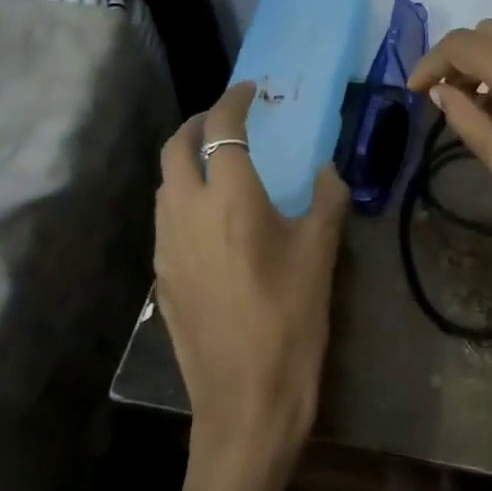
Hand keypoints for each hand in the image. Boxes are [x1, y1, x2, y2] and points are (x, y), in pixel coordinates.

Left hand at [154, 82, 347, 477]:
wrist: (246, 399)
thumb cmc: (292, 320)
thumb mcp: (321, 254)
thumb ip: (328, 199)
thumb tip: (330, 170)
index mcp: (231, 198)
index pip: (222, 128)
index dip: (235, 100)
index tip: (253, 91)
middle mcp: (187, 211)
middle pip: (175, 147)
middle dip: (197, 122)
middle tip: (227, 120)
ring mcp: (166, 246)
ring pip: (164, 183)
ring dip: (185, 160)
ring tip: (218, 164)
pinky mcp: (161, 277)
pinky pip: (166, 219)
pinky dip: (183, 198)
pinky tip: (210, 219)